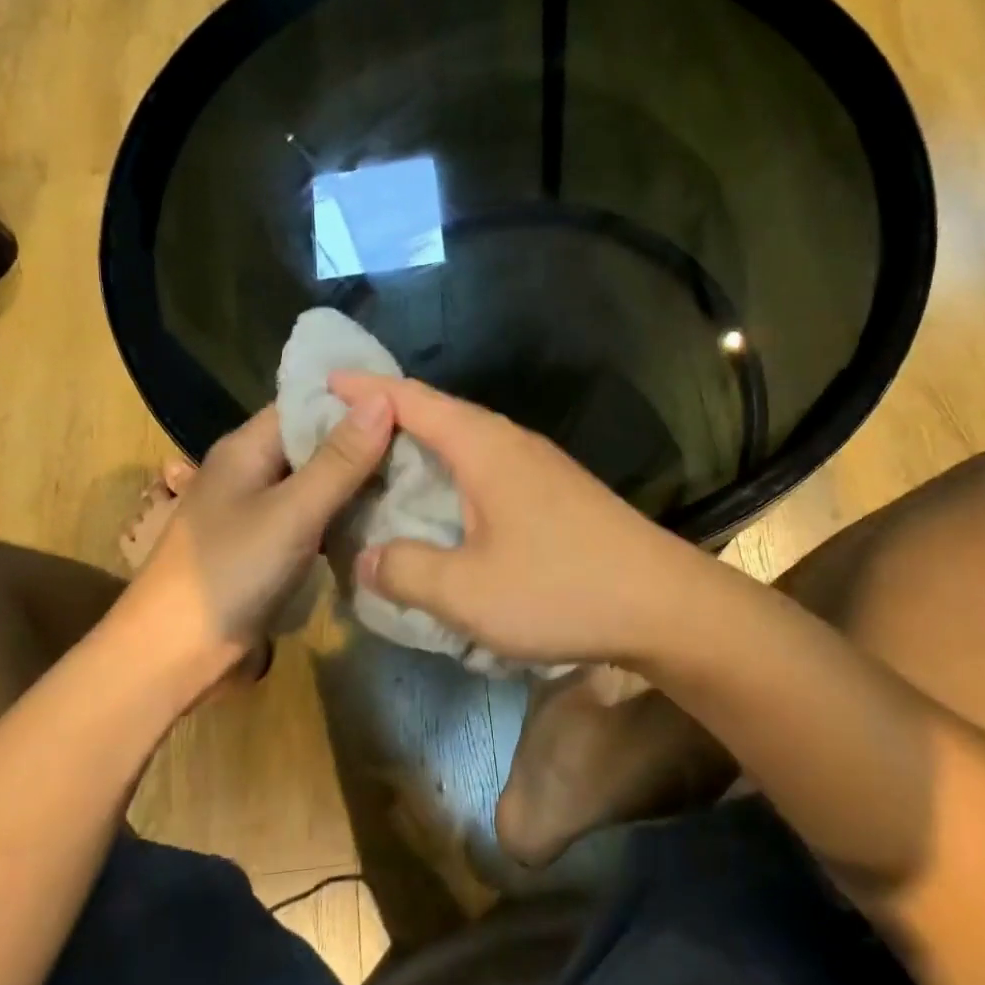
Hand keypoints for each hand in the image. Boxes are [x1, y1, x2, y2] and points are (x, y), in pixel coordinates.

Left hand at [116, 398, 393, 670]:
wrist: (173, 656)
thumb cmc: (230, 572)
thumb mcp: (292, 512)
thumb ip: (340, 459)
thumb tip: (384, 398)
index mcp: (248, 446)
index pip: (308, 402)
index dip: (357, 398)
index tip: (411, 402)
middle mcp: (253, 468)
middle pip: (316, 440)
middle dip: (366, 440)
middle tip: (426, 443)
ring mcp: (260, 508)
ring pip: (319, 480)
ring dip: (359, 479)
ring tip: (417, 476)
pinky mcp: (269, 543)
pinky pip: (315, 514)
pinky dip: (346, 512)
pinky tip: (384, 518)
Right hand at [328, 372, 711, 667]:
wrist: (663, 603)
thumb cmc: (560, 588)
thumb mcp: (466, 591)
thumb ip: (405, 570)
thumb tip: (364, 558)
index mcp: (483, 446)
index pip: (411, 399)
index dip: (364, 387)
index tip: (321, 382)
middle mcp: (510, 442)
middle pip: (436, 415)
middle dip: (384, 421)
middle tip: (336, 439)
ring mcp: (538, 466)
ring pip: (463, 445)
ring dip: (420, 454)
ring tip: (377, 475)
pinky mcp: (554, 492)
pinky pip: (486, 471)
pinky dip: (450, 479)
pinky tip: (440, 512)